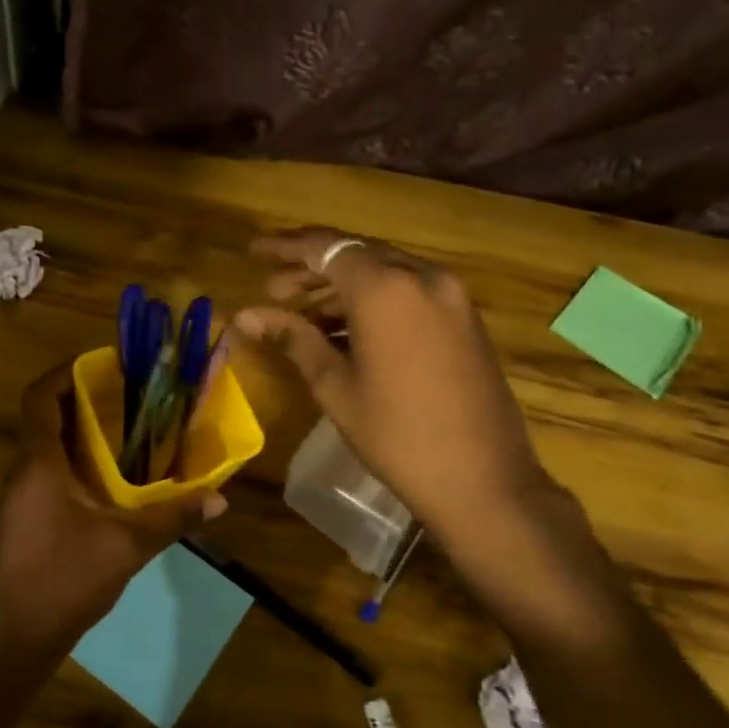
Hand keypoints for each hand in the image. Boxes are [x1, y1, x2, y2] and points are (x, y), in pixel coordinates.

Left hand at [0, 362, 226, 656]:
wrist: (20, 634)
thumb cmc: (66, 577)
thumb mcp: (127, 545)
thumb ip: (173, 517)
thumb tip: (220, 499)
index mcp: (39, 464)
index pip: (38, 398)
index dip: (63, 373)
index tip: (100, 365)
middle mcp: (23, 471)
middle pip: (43, 416)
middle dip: (79, 398)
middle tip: (125, 393)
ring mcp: (20, 494)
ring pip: (45, 444)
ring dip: (77, 429)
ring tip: (124, 426)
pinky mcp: (25, 515)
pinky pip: (47, 469)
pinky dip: (74, 458)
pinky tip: (109, 475)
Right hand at [235, 229, 555, 557]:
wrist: (483, 481)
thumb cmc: (396, 436)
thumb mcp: (335, 386)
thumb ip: (293, 339)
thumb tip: (245, 317)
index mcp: (386, 289)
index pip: (326, 247)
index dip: (286, 246)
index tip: (254, 252)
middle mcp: (423, 278)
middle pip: (357, 254)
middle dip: (312, 267)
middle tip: (274, 291)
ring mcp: (451, 296)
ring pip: (385, 272)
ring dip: (343, 286)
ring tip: (303, 314)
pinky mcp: (465, 318)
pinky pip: (410, 292)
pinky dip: (375, 300)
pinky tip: (346, 329)